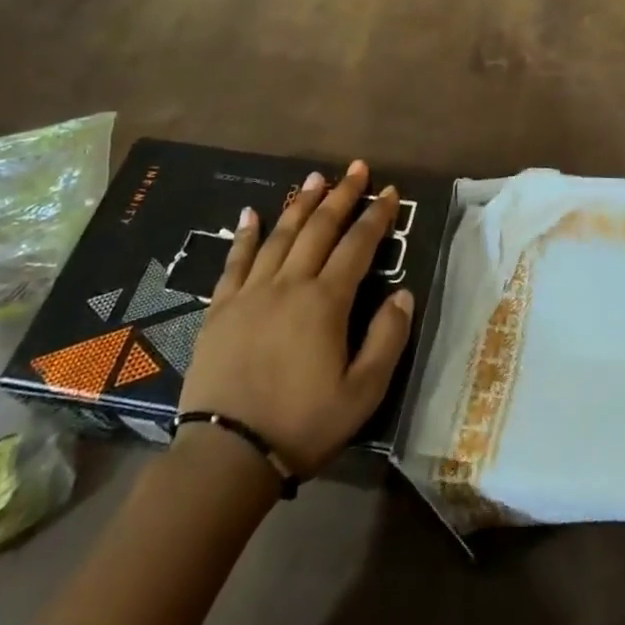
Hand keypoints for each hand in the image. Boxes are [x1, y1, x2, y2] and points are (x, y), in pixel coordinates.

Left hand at [178, 160, 414, 475]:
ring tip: (314, 178)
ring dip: (300, 204)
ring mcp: (251, 294)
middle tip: (356, 168)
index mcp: (326, 302)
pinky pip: (235, 261)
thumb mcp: (363, 392)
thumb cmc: (302, 425)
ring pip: (280, 236)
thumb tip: (403, 293)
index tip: (390, 192)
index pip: (357, 245)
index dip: (376, 216)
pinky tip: (252, 213)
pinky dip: (246, 235)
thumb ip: (387, 339)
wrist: (226, 456)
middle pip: (319, 229)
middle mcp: (289, 285)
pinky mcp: (220, 309)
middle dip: (341, 195)